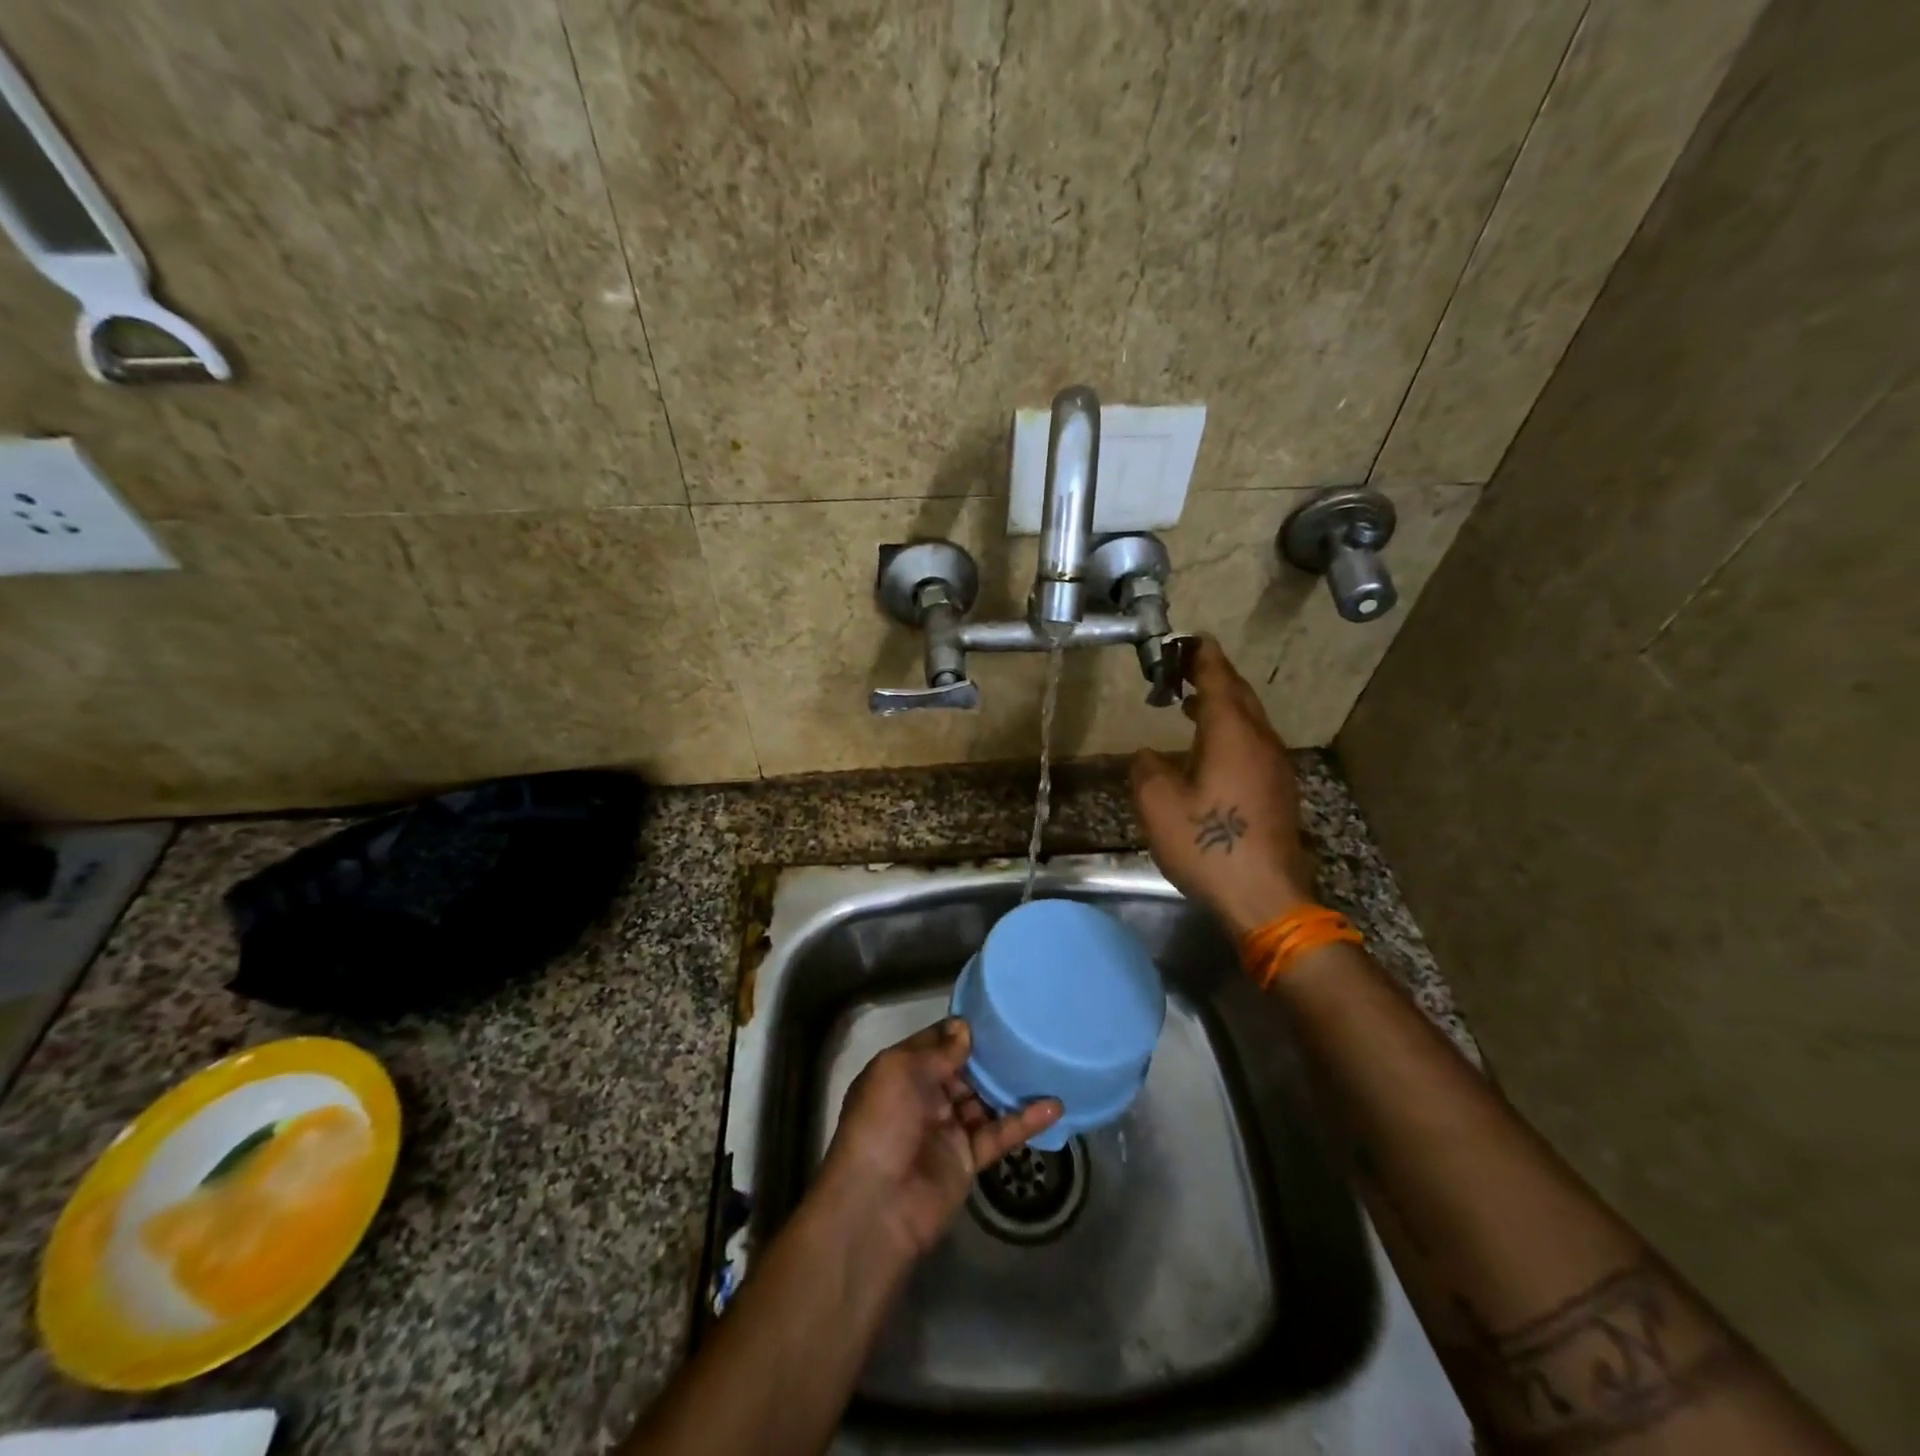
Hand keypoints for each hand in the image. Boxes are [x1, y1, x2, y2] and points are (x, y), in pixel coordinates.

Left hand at [817, 1020, 1061, 1259]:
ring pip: (985, 1099)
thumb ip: (938, 1051)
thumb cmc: (882, 1124)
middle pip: (965, 1069)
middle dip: (991, 1053)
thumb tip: (965, 1029)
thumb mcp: (901, 1071)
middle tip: (1029, 1032)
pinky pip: (1000, 1133)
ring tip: (1047, 1060)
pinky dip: (1026, 1121)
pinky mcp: (969, 1159)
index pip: (936, 1042)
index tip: (997, 1012)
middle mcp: (925, 1096)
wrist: (877, 1205)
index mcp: (902, 1072)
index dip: (962, 1029)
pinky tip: (1055, 1105)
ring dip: (1012, 1084)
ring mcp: (948, 1128)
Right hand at [1130, 636, 1316, 936]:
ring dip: (1223, 705)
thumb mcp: (1158, 806)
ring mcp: (1275, 768)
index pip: (1219, 682)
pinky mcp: (1278, 791)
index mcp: (1232, 736)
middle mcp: (1260, 743)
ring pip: (1250, 721)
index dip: (1203, 659)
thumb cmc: (1208, 845)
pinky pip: (1253, 744)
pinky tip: (1211, 748)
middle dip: (1215, 677)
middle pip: (1240, 697)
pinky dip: (1231, 732)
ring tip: (1193, 704)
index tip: (1190, 641)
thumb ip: (1147, 770)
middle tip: (1187, 668)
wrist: (1266, 897)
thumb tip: (1148, 756)